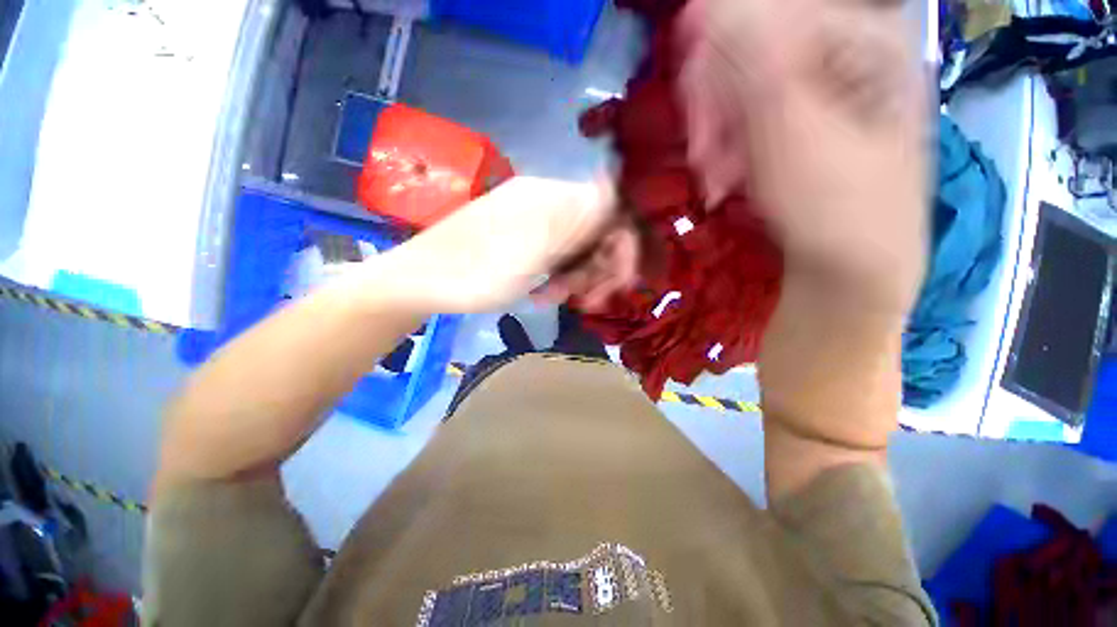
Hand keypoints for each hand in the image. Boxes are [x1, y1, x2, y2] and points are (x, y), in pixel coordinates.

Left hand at [365, 176, 638, 314]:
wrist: (422, 280)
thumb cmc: (477, 272)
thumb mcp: (533, 252)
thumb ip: (578, 222)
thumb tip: (618, 190)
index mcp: (551, 198)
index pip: (610, 209)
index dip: (621, 245)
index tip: (619, 281)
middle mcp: (546, 202)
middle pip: (595, 232)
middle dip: (596, 269)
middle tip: (586, 300)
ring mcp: (533, 221)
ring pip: (576, 248)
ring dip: (574, 278)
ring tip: (552, 298)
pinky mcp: (523, 239)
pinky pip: (555, 256)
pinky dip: (556, 278)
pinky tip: (541, 294)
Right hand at [680, 0, 928, 312]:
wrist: (851, 267)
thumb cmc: (832, 207)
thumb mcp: (790, 132)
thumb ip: (752, 61)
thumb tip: (707, 5)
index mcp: (863, 36)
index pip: (767, 11)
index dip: (716, 54)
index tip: (690, 102)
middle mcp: (847, 50)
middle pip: (753, 47)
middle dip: (715, 105)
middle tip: (701, 153)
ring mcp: (826, 86)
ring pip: (744, 86)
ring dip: (717, 134)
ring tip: (715, 177)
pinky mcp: (804, 118)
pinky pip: (750, 116)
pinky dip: (729, 146)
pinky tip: (726, 176)